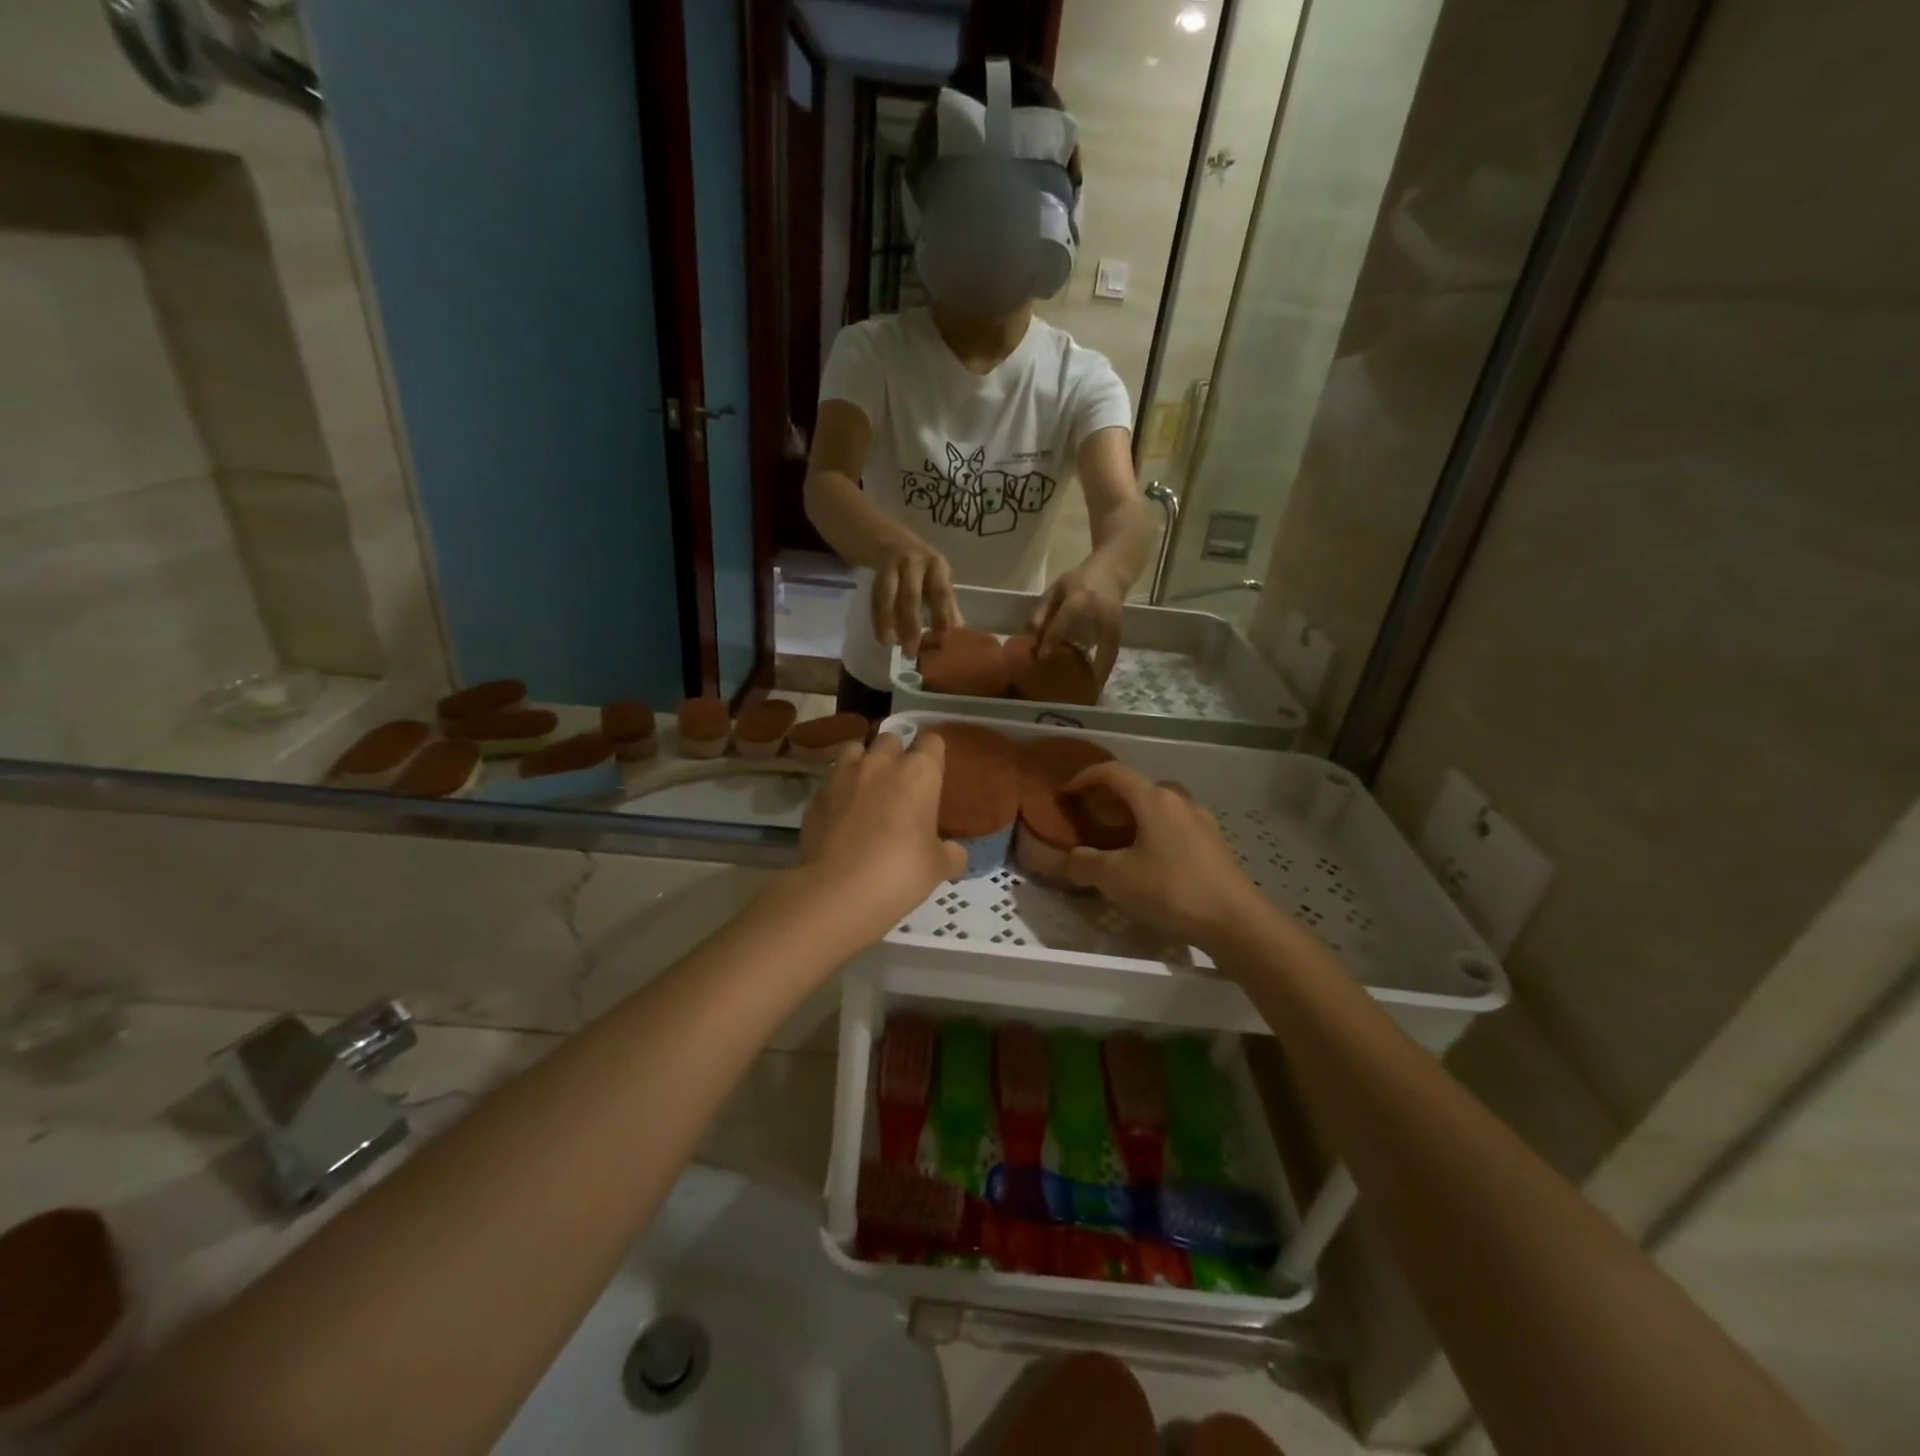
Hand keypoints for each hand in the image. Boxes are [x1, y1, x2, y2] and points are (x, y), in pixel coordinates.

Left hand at [793, 731, 967, 946]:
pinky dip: (839, 790)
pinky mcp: (817, 794)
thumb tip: (954, 852)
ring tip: (866, 788)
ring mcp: (844, 775)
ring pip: (855, 749)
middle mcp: (881, 763)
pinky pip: (831, 780)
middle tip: (900, 783)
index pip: (931, 740)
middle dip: (896, 754)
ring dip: (863, 762)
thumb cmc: (900, 872)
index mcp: (919, 773)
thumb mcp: (938, 867)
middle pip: (891, 739)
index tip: (933, 771)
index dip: (932, 753)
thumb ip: (950, 853)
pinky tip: (841, 814)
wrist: (837, 891)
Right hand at [873, 541, 960, 656]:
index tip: (941, 641)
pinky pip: (876, 595)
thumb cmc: (913, 564)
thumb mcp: (931, 578)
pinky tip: (880, 636)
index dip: (942, 617)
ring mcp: (895, 561)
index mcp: (937, 566)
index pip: (942, 594)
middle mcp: (918, 560)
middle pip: (914, 596)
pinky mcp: (876, 565)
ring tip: (890, 645)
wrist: (881, 533)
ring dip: (890, 622)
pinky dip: (878, 617)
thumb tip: (959, 632)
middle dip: (912, 626)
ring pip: (892, 595)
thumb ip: (944, 604)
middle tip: (911, 652)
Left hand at [1031, 560, 1125, 685]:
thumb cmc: (1078, 580)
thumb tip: (1029, 637)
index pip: (1062, 626)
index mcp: (1080, 601)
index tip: (1040, 659)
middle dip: (1083, 669)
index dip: (1050, 642)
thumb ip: (1041, 611)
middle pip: (1091, 645)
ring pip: (1107, 655)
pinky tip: (1095, 685)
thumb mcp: (1055, 589)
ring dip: (1098, 676)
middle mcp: (1100, 615)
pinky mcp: (1120, 632)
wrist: (1111, 571)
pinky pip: (1111, 655)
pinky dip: (1103, 670)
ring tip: (1087, 696)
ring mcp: (1114, 625)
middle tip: (1072, 691)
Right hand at [1059, 763, 1266, 948]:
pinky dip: (1157, 834)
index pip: (1113, 772)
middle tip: (1093, 818)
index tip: (1066, 794)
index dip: (1084, 778)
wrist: (1236, 922)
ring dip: (1138, 816)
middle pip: (1140, 787)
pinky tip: (1152, 862)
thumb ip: (1084, 864)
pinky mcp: (1216, 845)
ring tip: (1121, 841)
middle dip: (1112, 797)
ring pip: (1161, 807)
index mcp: (1154, 799)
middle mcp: (1180, 800)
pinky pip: (1178, 828)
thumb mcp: (1116, 879)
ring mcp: (1203, 822)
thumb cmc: (1171, 890)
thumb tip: (1067, 858)